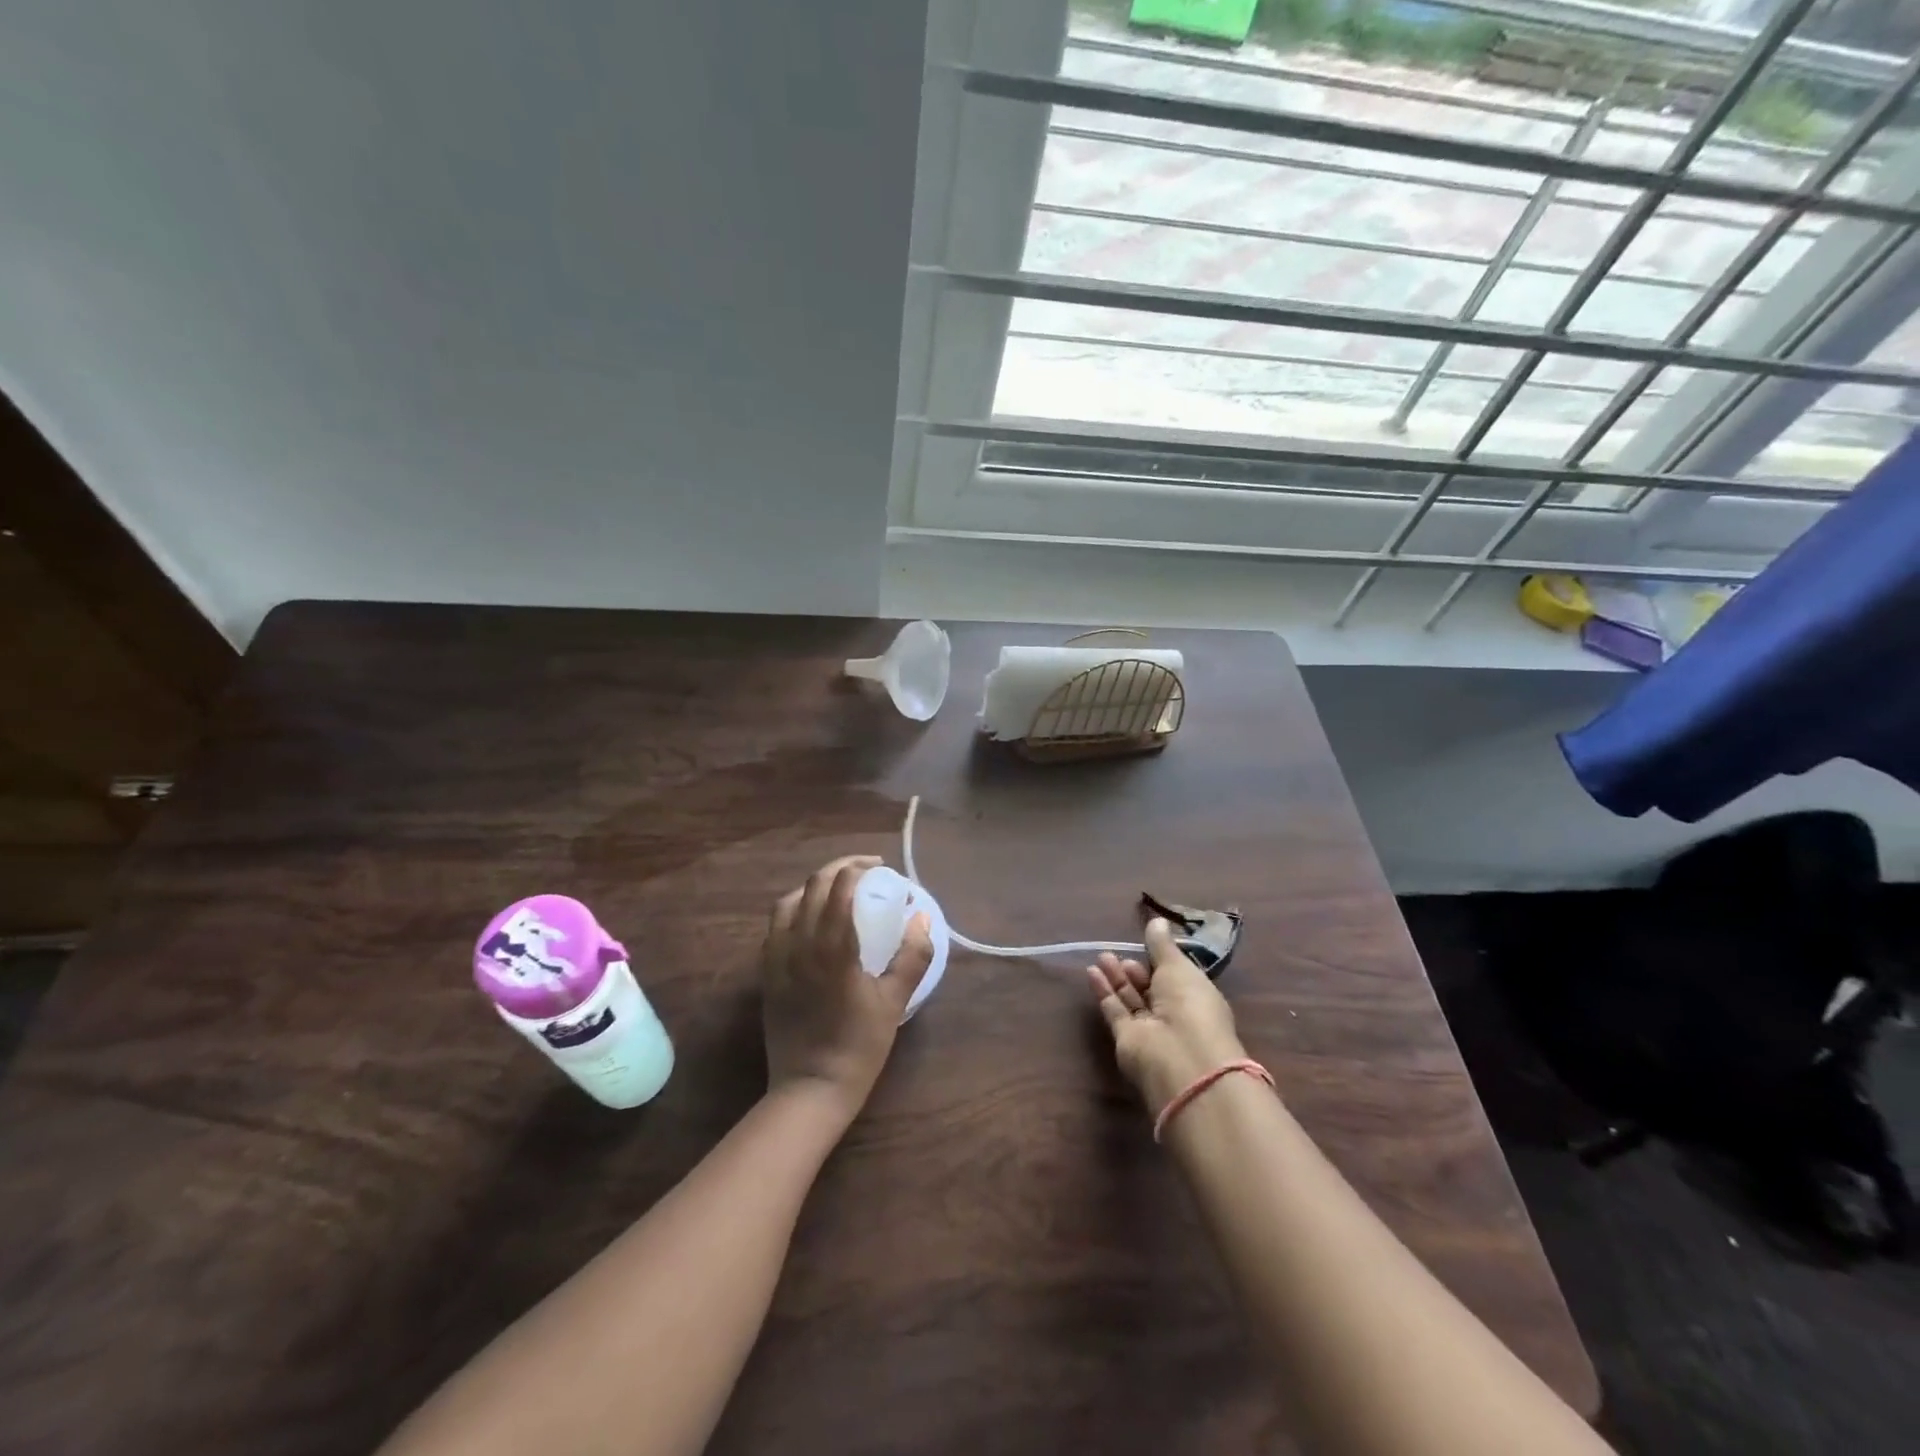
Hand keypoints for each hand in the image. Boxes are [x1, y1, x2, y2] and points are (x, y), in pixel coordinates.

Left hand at [761, 855, 933, 1118]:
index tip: (880, 868)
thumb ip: (912, 956)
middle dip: (838, 869)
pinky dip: (793, 911)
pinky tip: (810, 922)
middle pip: (813, 886)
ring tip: (835, 891)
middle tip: (863, 871)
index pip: (839, 886)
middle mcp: (800, 943)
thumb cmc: (858, 1046)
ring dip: (812, 887)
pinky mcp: (767, 974)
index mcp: (833, 946)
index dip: (858, 867)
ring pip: (787, 903)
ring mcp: (778, 958)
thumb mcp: (894, 1001)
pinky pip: (775, 927)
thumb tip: (922, 918)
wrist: (810, 1088)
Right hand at [1088, 918, 1247, 1117]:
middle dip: (1134, 970)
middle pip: (1150, 989)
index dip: (1160, 961)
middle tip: (1117, 952)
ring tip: (1102, 957)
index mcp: (1196, 997)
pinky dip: (1104, 992)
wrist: (1180, 1058)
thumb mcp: (1178, 967)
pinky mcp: (1127, 1039)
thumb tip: (1157, 920)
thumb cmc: (1190, 1006)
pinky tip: (1092, 972)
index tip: (1144, 943)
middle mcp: (1174, 1015)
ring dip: (1116, 977)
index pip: (1176, 977)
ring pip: (1130, 999)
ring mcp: (1150, 1029)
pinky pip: (1114, 1011)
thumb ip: (1162, 945)